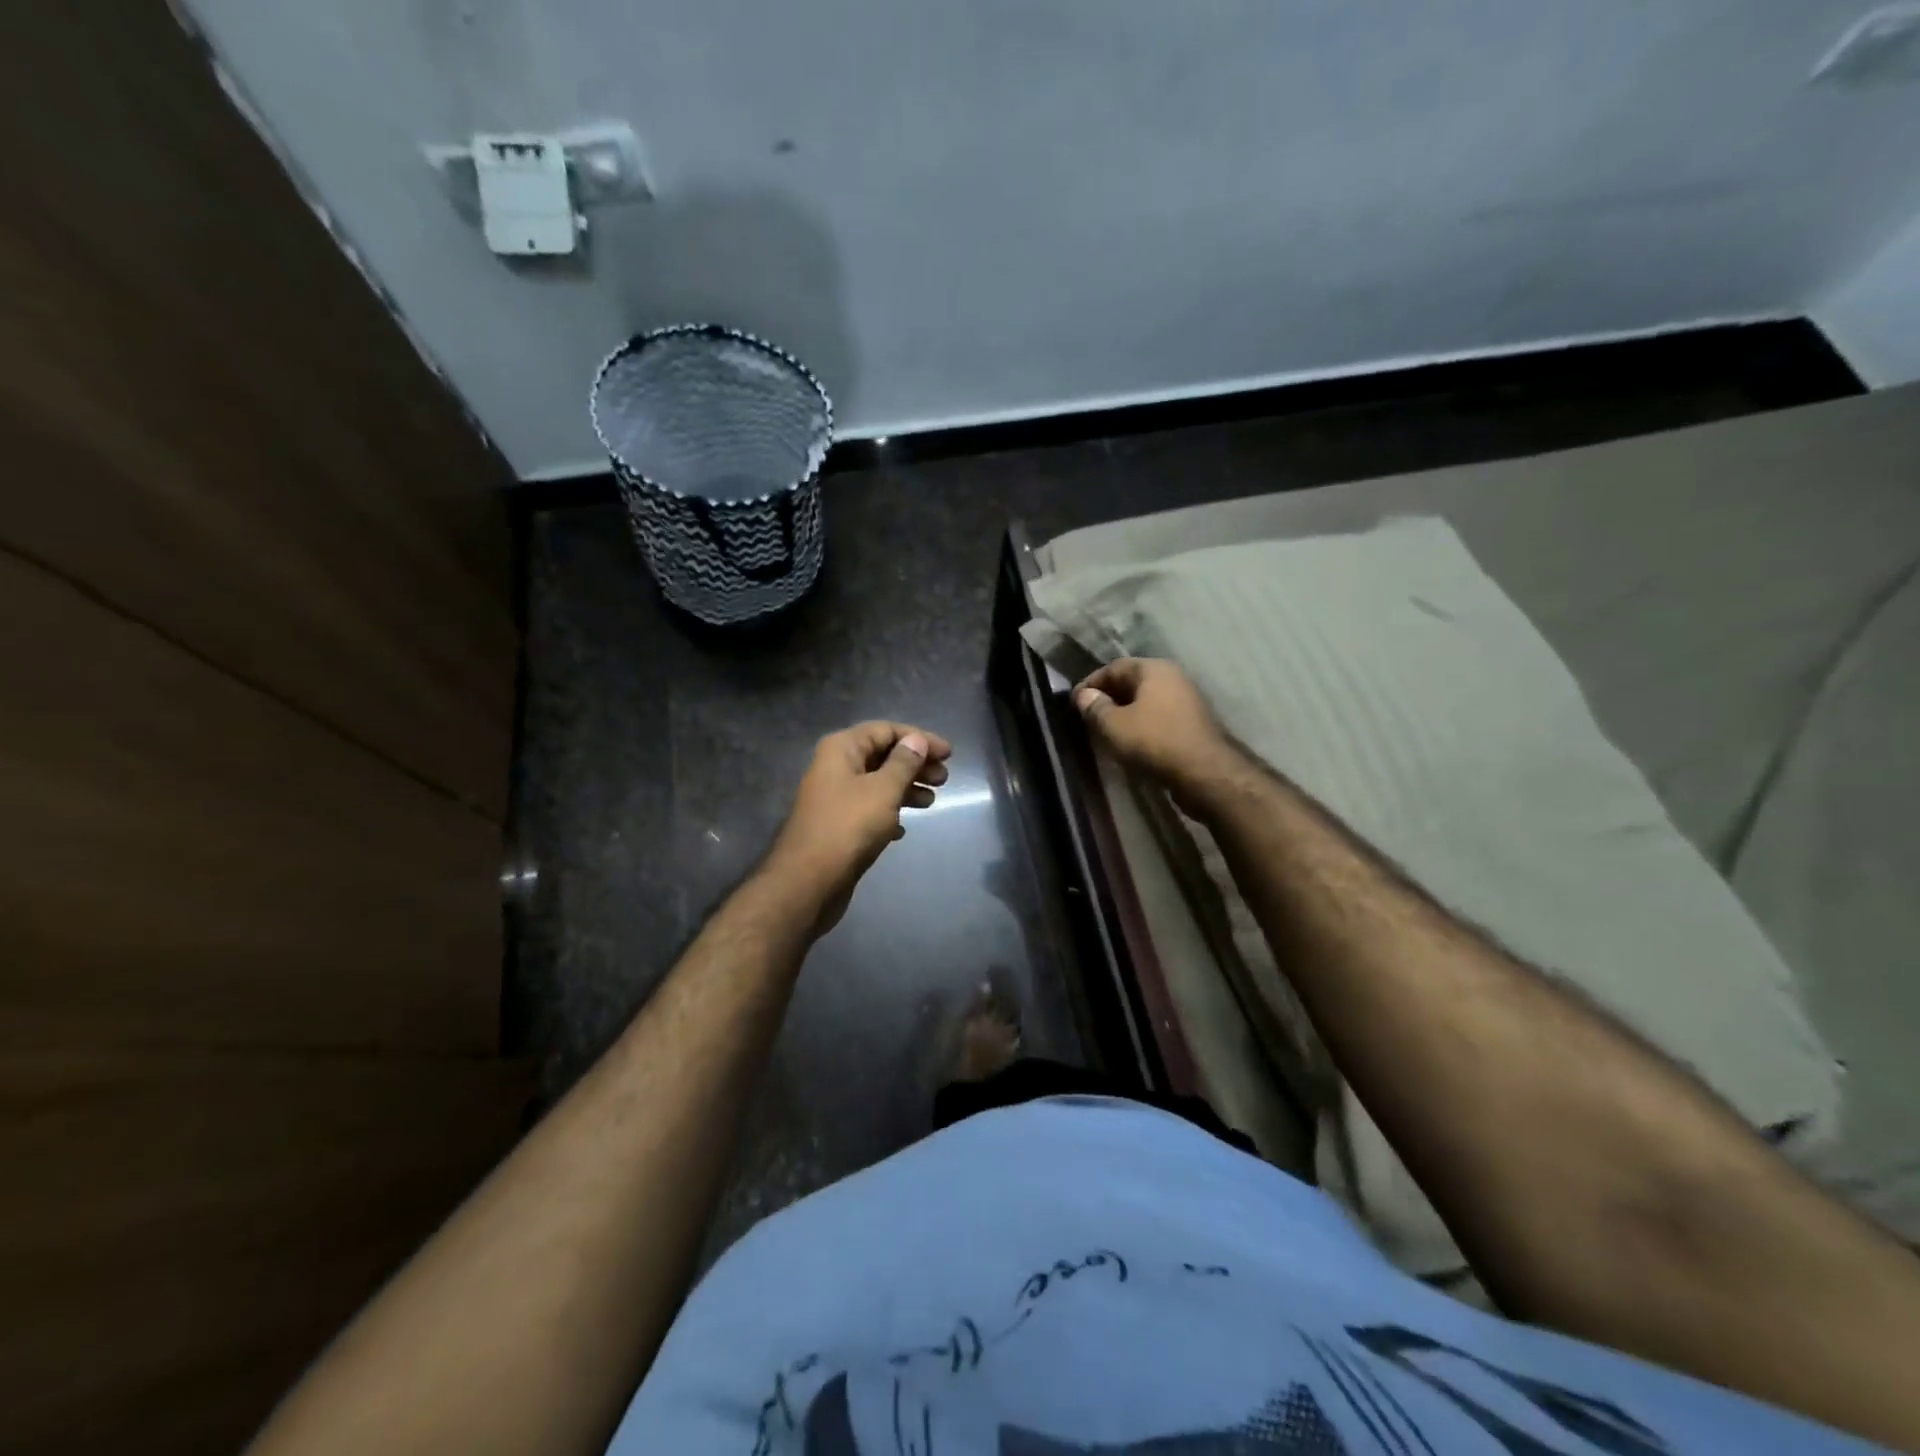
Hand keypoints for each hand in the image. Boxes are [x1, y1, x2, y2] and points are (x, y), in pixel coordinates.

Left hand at [767, 721, 952, 932]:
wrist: (809, 880)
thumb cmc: (849, 826)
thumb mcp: (883, 790)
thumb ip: (904, 763)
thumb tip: (917, 740)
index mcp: (842, 749)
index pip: (886, 730)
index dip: (919, 738)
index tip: (948, 754)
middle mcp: (835, 767)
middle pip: (882, 755)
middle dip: (915, 764)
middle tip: (943, 779)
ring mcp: (835, 797)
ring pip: (878, 783)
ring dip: (906, 788)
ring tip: (932, 801)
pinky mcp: (838, 825)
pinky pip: (869, 809)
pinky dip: (889, 813)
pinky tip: (904, 829)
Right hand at [1073, 658, 1236, 797]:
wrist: (1205, 773)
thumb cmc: (1154, 742)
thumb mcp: (1114, 726)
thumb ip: (1095, 708)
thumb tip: (1084, 695)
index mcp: (1154, 669)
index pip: (1114, 667)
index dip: (1091, 683)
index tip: (1074, 702)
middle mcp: (1173, 678)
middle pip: (1132, 682)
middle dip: (1108, 697)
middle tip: (1088, 716)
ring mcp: (1187, 700)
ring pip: (1146, 701)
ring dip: (1124, 713)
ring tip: (1106, 730)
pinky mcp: (1193, 724)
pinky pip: (1159, 717)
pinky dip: (1141, 725)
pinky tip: (1130, 742)